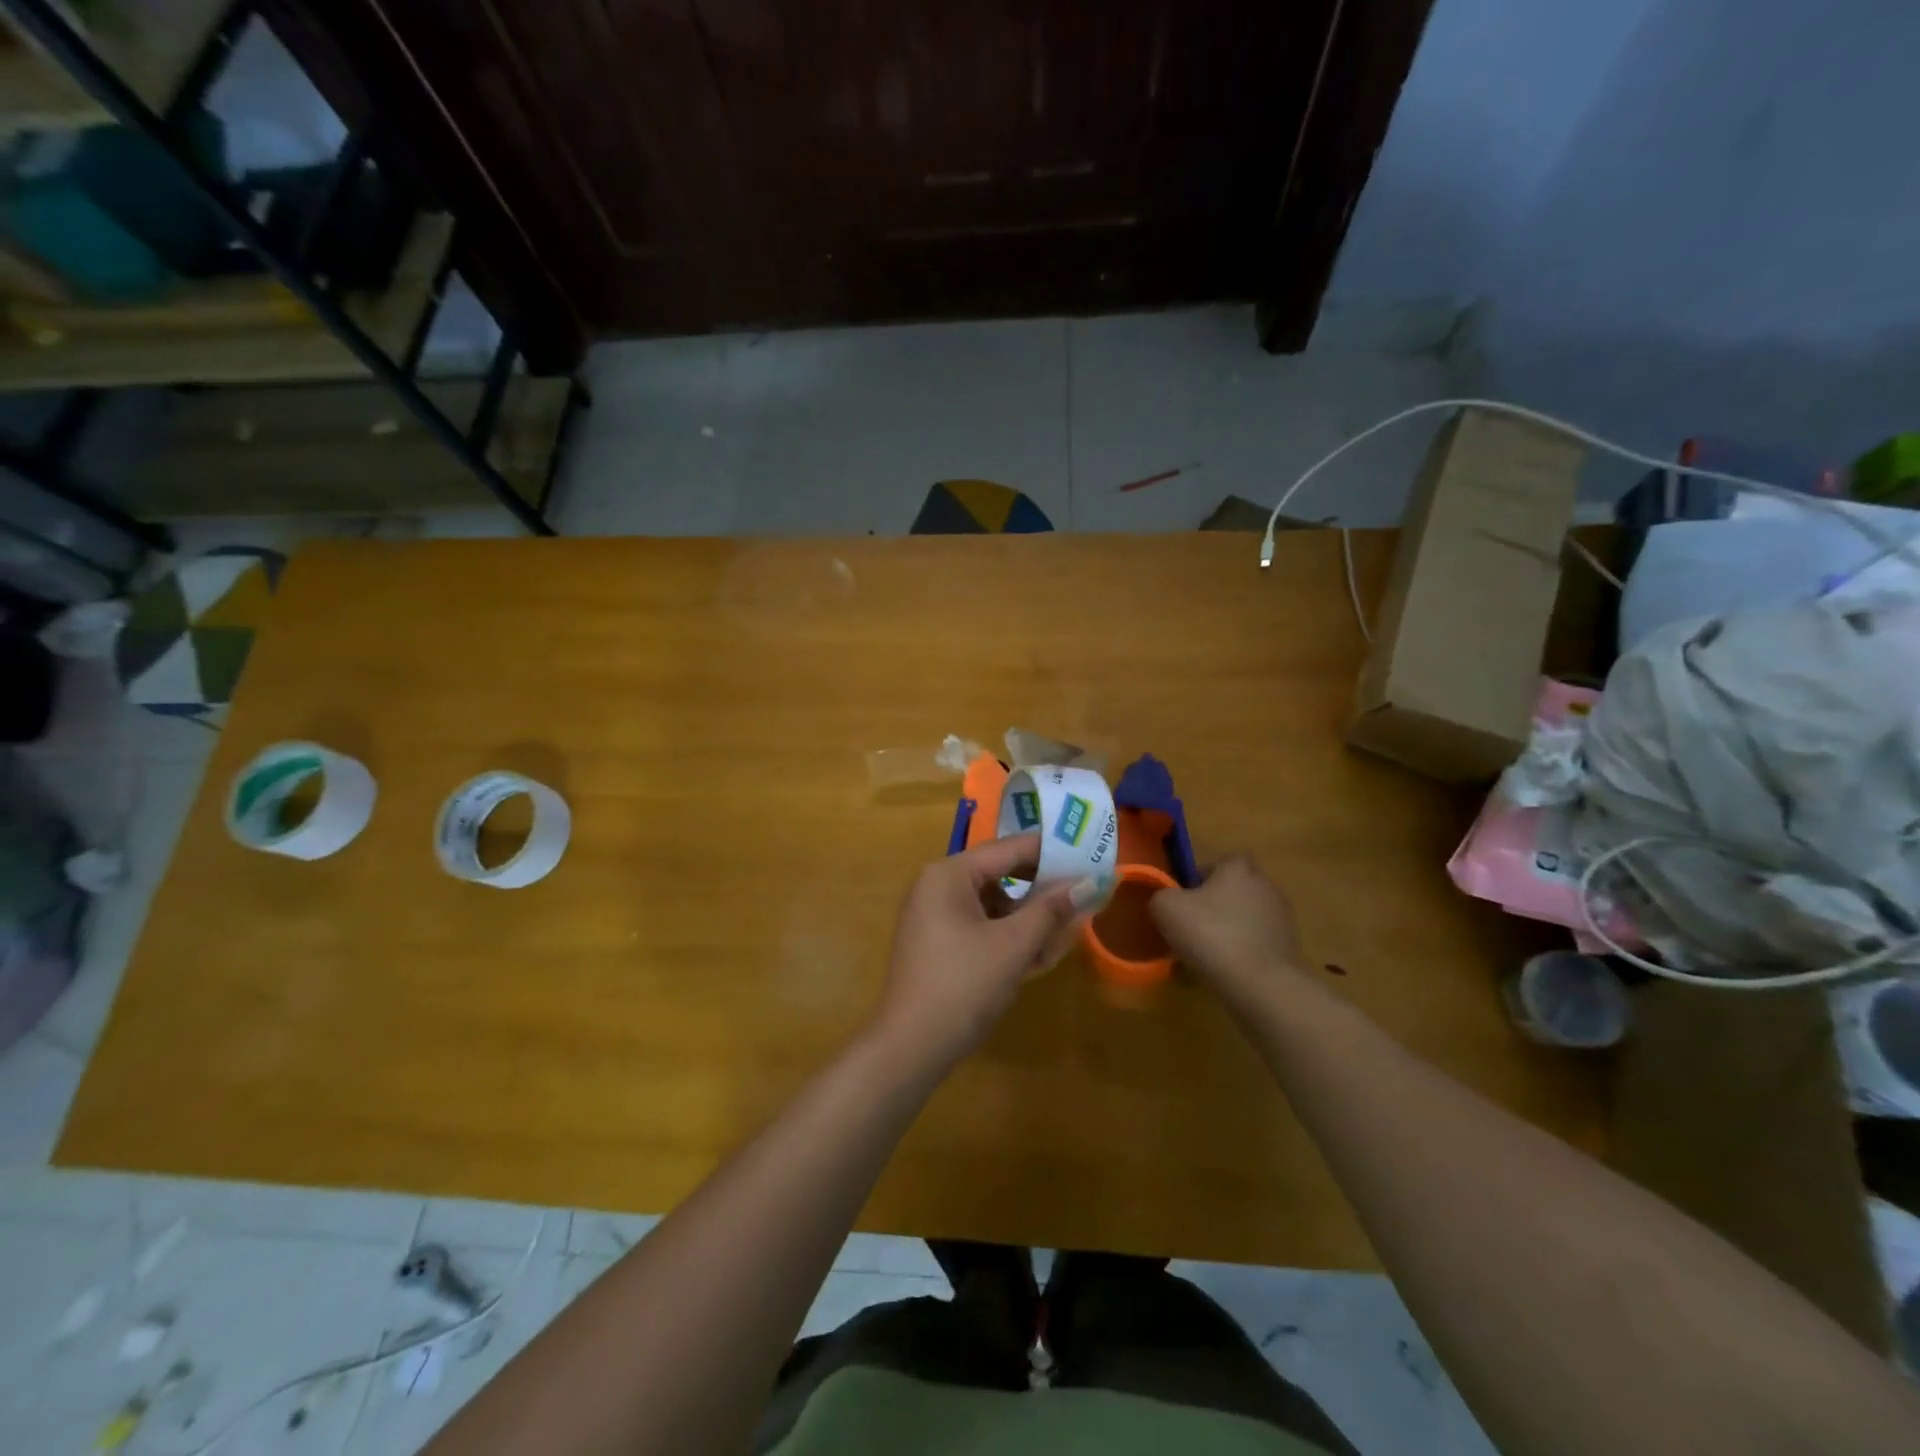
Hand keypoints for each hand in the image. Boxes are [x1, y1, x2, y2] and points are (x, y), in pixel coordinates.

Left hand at [870, 833, 1083, 1069]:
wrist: (909, 1048)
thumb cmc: (963, 986)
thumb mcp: (1014, 945)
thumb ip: (1052, 909)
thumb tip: (1093, 882)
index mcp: (949, 874)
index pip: (1010, 849)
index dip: (1052, 853)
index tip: (1091, 857)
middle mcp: (937, 885)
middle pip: (1002, 875)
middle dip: (1043, 890)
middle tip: (1086, 896)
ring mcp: (934, 915)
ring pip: (994, 904)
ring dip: (1030, 918)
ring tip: (1067, 932)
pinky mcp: (938, 943)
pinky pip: (981, 926)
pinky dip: (1009, 936)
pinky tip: (1039, 955)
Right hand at [1149, 854, 1306, 1001]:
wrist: (1261, 984)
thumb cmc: (1211, 935)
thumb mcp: (1167, 908)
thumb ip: (1161, 894)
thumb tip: (1166, 899)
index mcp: (1238, 868)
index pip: (1218, 863)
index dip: (1198, 879)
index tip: (1184, 900)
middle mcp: (1265, 885)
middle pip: (1233, 890)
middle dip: (1214, 905)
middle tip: (1192, 926)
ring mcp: (1281, 917)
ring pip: (1244, 918)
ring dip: (1228, 930)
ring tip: (1205, 955)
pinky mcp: (1289, 947)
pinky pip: (1256, 943)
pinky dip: (1241, 952)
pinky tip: (1224, 971)